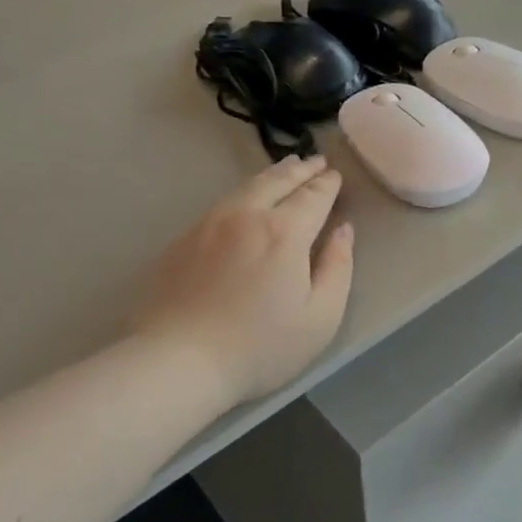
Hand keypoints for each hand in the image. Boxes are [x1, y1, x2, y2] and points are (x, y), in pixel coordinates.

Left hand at [131, 155, 354, 409]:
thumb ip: (338, 267)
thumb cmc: (259, 346)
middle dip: (301, 169)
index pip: (313, 196)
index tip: (336, 175)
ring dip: (272, 174)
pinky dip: (243, 192)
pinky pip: (222, 203)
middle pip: (278, 181)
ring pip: (246, 186)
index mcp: (284, 231)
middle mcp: (246, 215)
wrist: (178, 360)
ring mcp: (209, 224)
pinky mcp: (183, 239)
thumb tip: (343, 230)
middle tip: (315, 161)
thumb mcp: (320, 316)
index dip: (327, 184)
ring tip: (285, 167)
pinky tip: (245, 199)